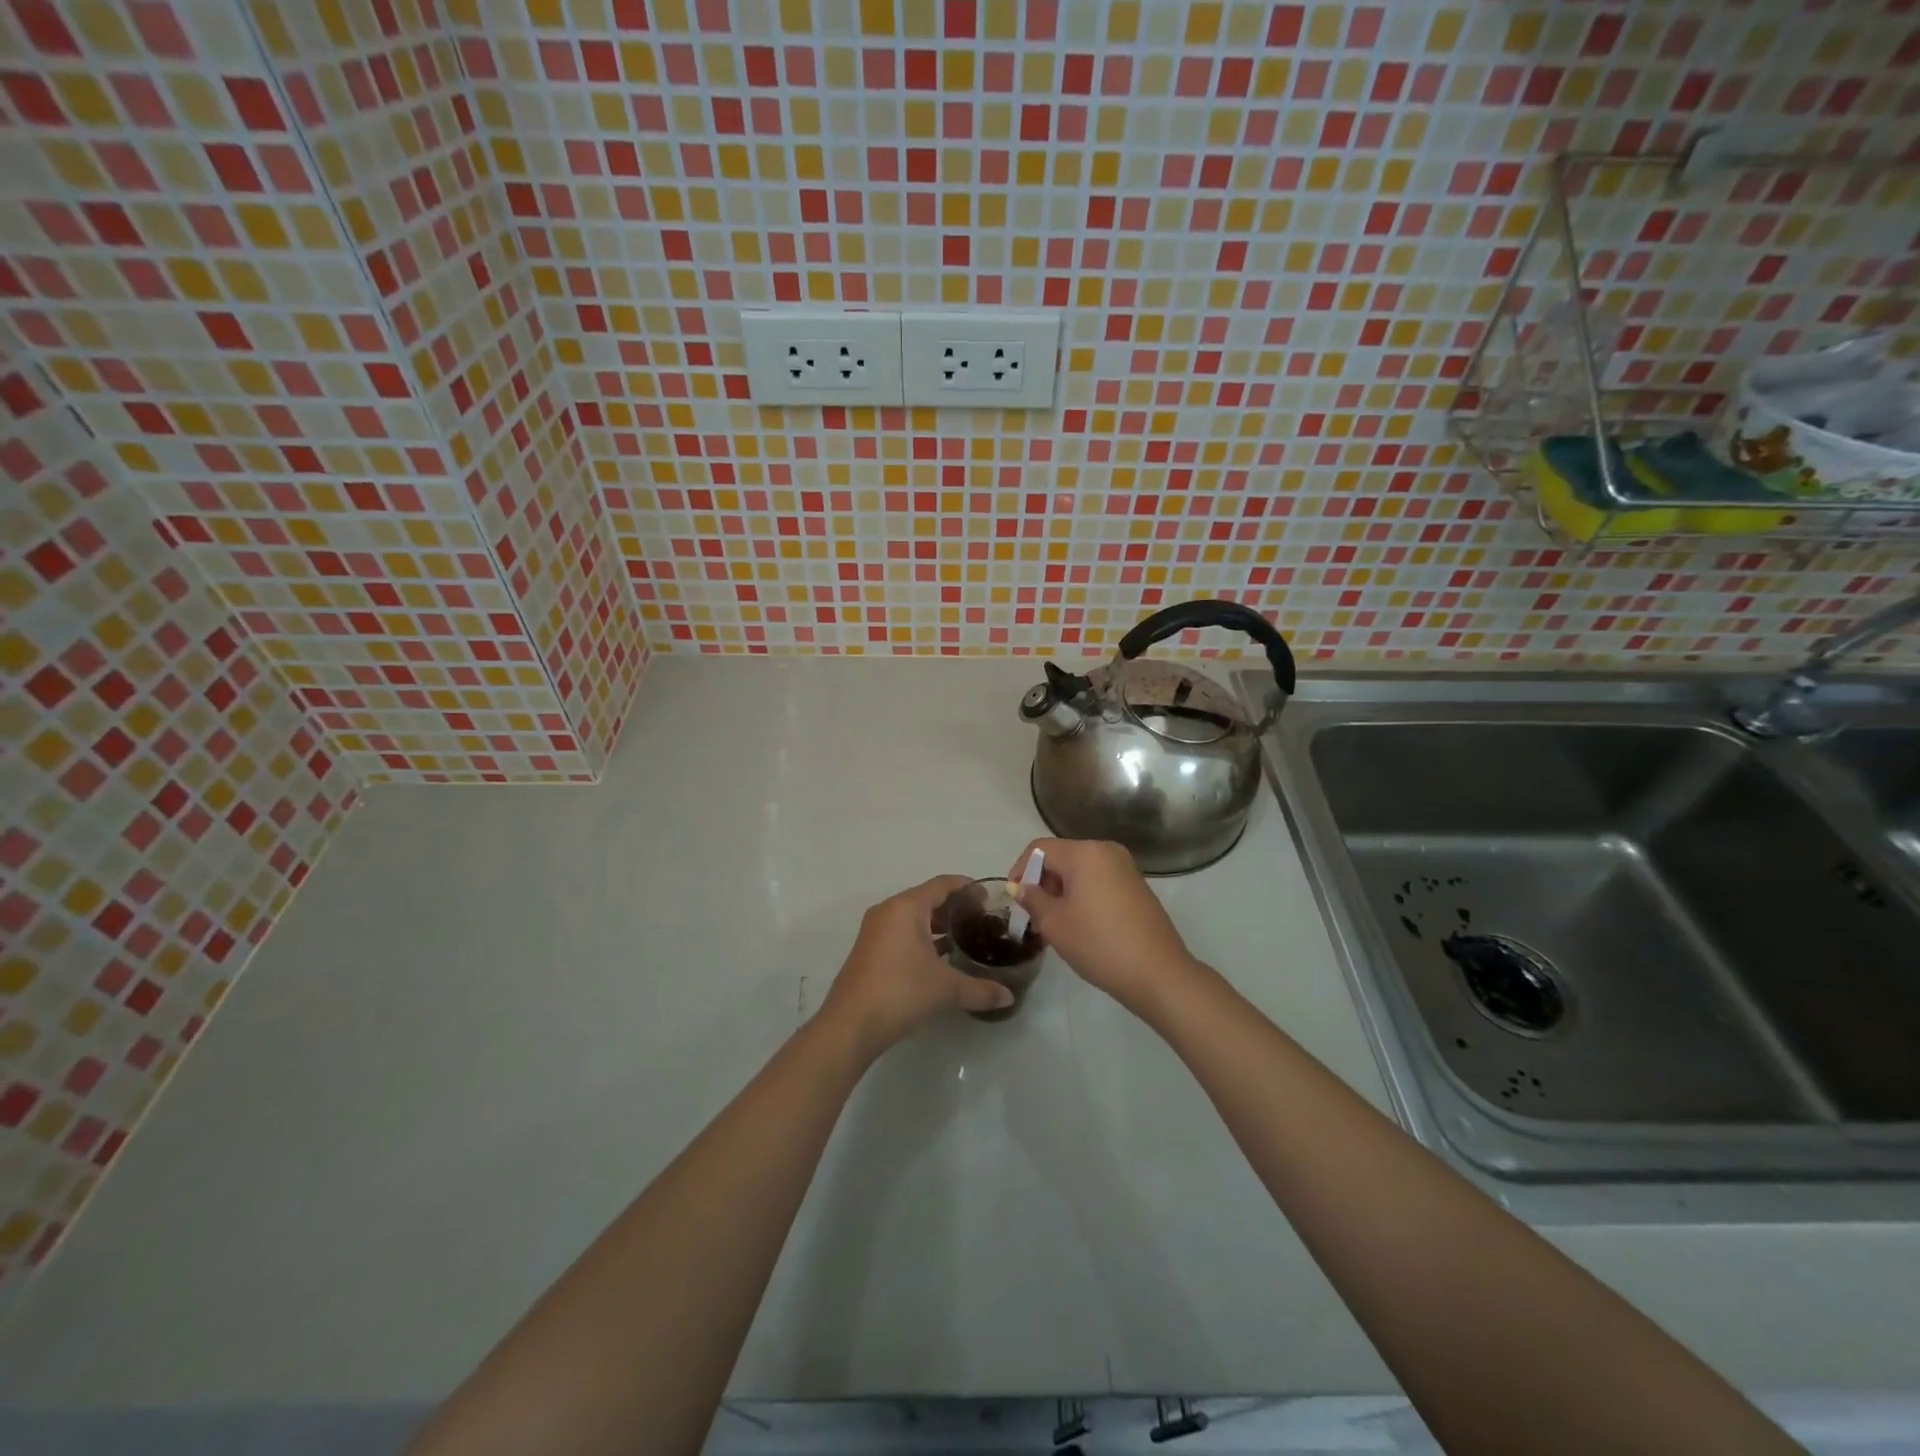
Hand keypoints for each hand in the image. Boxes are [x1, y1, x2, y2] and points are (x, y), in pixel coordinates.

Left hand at [818, 875, 1014, 1059]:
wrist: (850, 1025)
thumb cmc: (900, 992)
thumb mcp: (946, 988)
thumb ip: (980, 989)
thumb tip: (1008, 996)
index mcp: (906, 907)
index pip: (942, 884)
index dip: (967, 887)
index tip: (989, 899)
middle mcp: (888, 912)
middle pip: (927, 899)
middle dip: (955, 909)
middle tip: (982, 922)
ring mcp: (875, 931)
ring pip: (914, 918)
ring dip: (938, 926)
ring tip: (967, 940)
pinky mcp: (870, 951)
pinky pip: (902, 934)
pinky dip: (923, 939)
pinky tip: (942, 959)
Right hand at [1009, 839, 1206, 1018]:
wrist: (1158, 973)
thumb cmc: (1099, 943)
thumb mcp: (1055, 923)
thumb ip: (1033, 899)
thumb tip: (1022, 887)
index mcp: (1085, 852)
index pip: (1040, 849)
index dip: (1020, 869)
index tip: (1014, 898)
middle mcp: (1107, 851)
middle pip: (1062, 856)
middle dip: (1042, 881)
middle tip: (1034, 914)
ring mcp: (1126, 868)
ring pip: (1081, 870)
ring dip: (1062, 890)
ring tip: (1056, 923)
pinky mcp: (1137, 886)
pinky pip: (1099, 880)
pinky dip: (1083, 895)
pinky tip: (1082, 924)